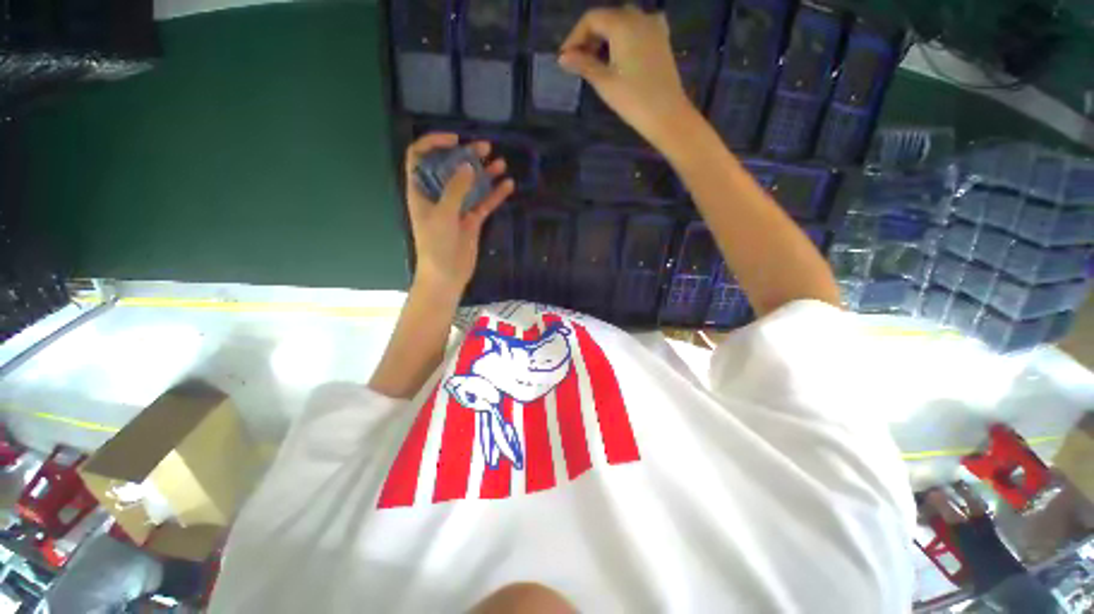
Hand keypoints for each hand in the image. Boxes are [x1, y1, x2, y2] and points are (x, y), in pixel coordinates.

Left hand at [405, 133, 514, 294]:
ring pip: (471, 185)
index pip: (420, 157)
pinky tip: (508, 185)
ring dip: (485, 173)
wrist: (446, 275)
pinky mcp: (472, 220)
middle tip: (485, 147)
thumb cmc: (436, 245)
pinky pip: (484, 203)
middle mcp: (438, 195)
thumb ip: (456, 189)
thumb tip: (468, 165)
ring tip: (501, 163)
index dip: (434, 143)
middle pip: (450, 168)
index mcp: (421, 190)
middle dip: (467, 156)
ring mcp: (457, 207)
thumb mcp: (443, 214)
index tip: (455, 140)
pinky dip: (495, 194)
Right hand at [558, 6, 693, 147]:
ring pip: (624, 22)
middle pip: (608, 18)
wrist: (666, 114)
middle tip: (579, 62)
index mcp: (622, 24)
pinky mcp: (662, 40)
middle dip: (590, 37)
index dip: (575, 36)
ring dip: (607, 37)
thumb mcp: (604, 82)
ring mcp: (654, 27)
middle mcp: (639, 17)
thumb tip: (563, 58)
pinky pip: (640, 28)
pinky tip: (622, 53)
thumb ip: (583, 65)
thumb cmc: (632, 99)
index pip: (592, 19)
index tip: (566, 58)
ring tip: (597, 61)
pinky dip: (626, 36)